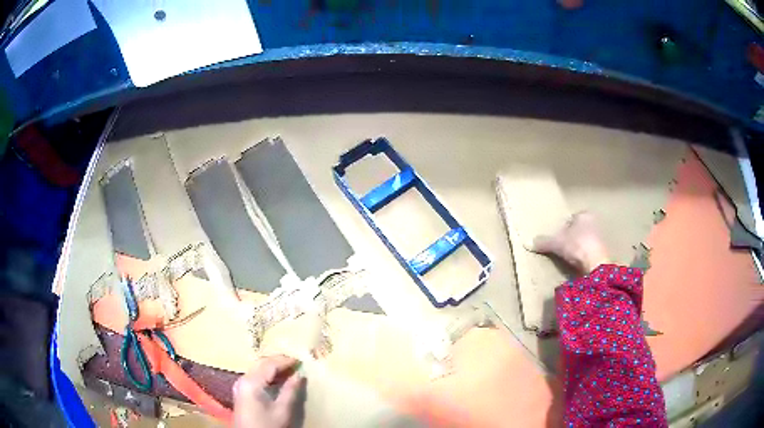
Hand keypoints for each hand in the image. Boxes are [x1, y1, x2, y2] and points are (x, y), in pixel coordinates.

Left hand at [233, 355, 301, 427]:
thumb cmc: (267, 425)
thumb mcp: (282, 410)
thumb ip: (290, 390)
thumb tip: (299, 375)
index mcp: (252, 382)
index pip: (270, 364)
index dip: (285, 361)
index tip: (300, 361)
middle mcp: (244, 379)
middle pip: (261, 363)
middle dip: (278, 361)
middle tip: (295, 364)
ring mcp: (241, 385)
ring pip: (257, 368)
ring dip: (273, 367)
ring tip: (289, 370)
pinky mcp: (242, 391)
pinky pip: (255, 376)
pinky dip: (267, 374)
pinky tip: (278, 380)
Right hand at [530, 211, 609, 273]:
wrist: (595, 263)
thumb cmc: (577, 245)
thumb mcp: (556, 243)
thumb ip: (543, 242)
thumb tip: (526, 243)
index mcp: (584, 215)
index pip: (571, 219)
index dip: (563, 228)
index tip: (558, 238)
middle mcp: (594, 222)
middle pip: (578, 229)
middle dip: (571, 237)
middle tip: (562, 247)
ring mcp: (600, 237)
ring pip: (585, 240)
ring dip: (578, 247)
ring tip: (569, 257)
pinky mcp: (603, 250)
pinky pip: (590, 251)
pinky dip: (584, 256)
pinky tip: (578, 263)